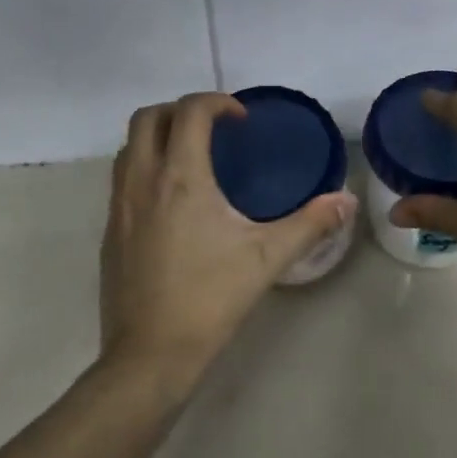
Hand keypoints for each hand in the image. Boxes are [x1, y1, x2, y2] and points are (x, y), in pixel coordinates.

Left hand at [100, 93, 357, 388]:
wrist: (151, 354)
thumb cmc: (211, 299)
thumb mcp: (268, 259)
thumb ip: (311, 224)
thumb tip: (347, 200)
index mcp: (181, 179)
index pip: (189, 112)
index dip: (217, 102)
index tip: (241, 120)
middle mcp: (142, 182)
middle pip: (148, 118)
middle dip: (181, 110)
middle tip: (214, 130)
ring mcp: (118, 207)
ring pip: (129, 148)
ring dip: (159, 137)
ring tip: (193, 159)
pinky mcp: (109, 232)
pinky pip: (122, 179)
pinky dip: (146, 168)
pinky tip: (174, 203)